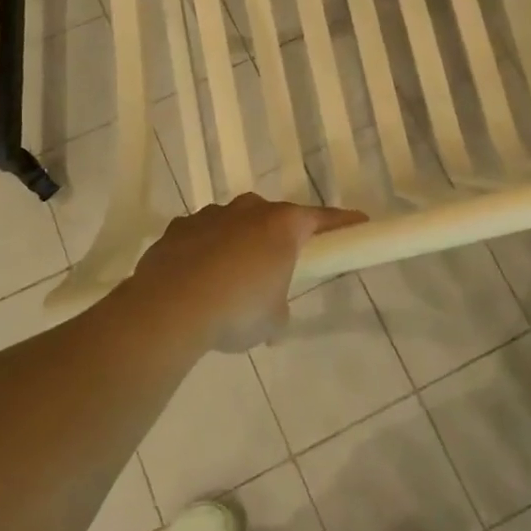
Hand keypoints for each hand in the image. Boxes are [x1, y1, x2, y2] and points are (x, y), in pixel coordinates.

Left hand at [127, 194, 366, 350]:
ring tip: (230, 282)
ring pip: (233, 224)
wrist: (170, 308)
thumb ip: (279, 310)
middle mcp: (247, 210)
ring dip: (238, 244)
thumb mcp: (272, 320)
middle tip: (279, 266)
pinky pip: (200, 237)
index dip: (343, 222)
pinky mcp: (177, 229)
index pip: (322, 218)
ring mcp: (209, 216)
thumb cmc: (237, 309)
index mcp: (281, 225)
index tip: (360, 222)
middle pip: (273, 217)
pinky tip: (198, 281)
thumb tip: (272, 316)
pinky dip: (205, 253)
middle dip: (278, 237)